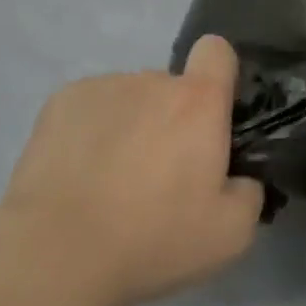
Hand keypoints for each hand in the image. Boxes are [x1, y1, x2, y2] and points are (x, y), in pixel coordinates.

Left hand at [0, 36, 264, 305]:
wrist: (57, 254)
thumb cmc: (152, 239)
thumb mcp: (230, 235)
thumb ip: (249, 192)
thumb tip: (239, 177)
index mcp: (197, 101)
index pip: (217, 51)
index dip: (219, 77)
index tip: (212, 118)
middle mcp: (151, 80)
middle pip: (171, 88)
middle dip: (171, 120)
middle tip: (158, 176)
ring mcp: (103, 87)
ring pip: (130, 99)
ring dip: (130, 126)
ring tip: (110, 182)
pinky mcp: (61, 102)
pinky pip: (91, 108)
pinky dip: (91, 131)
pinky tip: (78, 175)